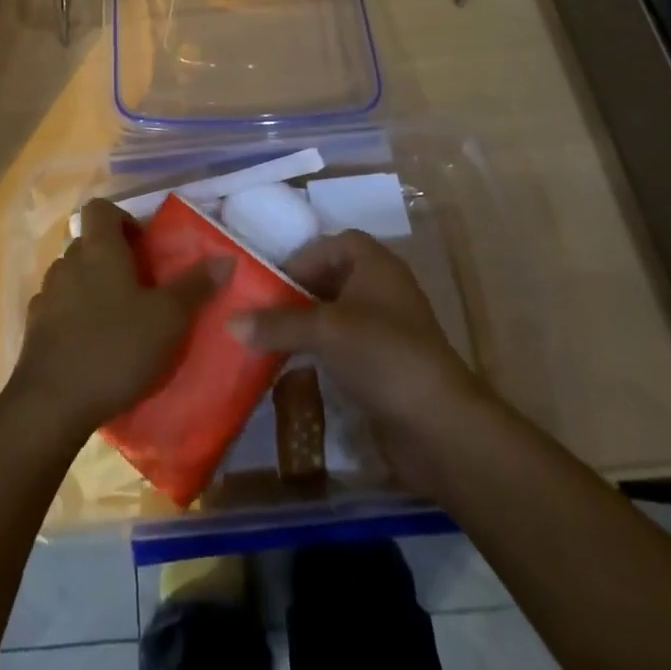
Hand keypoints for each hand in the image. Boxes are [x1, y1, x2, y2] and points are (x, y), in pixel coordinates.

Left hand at [9, 199, 222, 441]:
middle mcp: (68, 262)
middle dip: (112, 258)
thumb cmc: (116, 348)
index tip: (143, 247)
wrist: (52, 404)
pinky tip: (91, 345)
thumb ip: (196, 286)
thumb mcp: (168, 319)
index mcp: (99, 249)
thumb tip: (225, 257)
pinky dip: (74, 317)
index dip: (122, 218)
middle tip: (140, 288)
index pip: (100, 208)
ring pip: (73, 276)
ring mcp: (46, 295)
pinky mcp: (33, 328)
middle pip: (88, 243)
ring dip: (92, 288)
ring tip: (117, 320)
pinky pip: (58, 308)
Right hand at [234, 230, 487, 497]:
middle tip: (264, 311)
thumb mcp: (324, 331)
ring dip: (307, 326)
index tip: (272, 282)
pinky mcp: (386, 365)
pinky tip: (297, 369)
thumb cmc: (382, 355)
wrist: (439, 426)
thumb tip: (230, 321)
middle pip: (332, 278)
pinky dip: (322, 353)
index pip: (332, 244)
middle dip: (298, 293)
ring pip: (337, 315)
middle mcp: (383, 288)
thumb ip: (277, 323)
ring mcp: (387, 329)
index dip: (302, 258)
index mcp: (375, 264)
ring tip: (271, 340)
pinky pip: (346, 347)